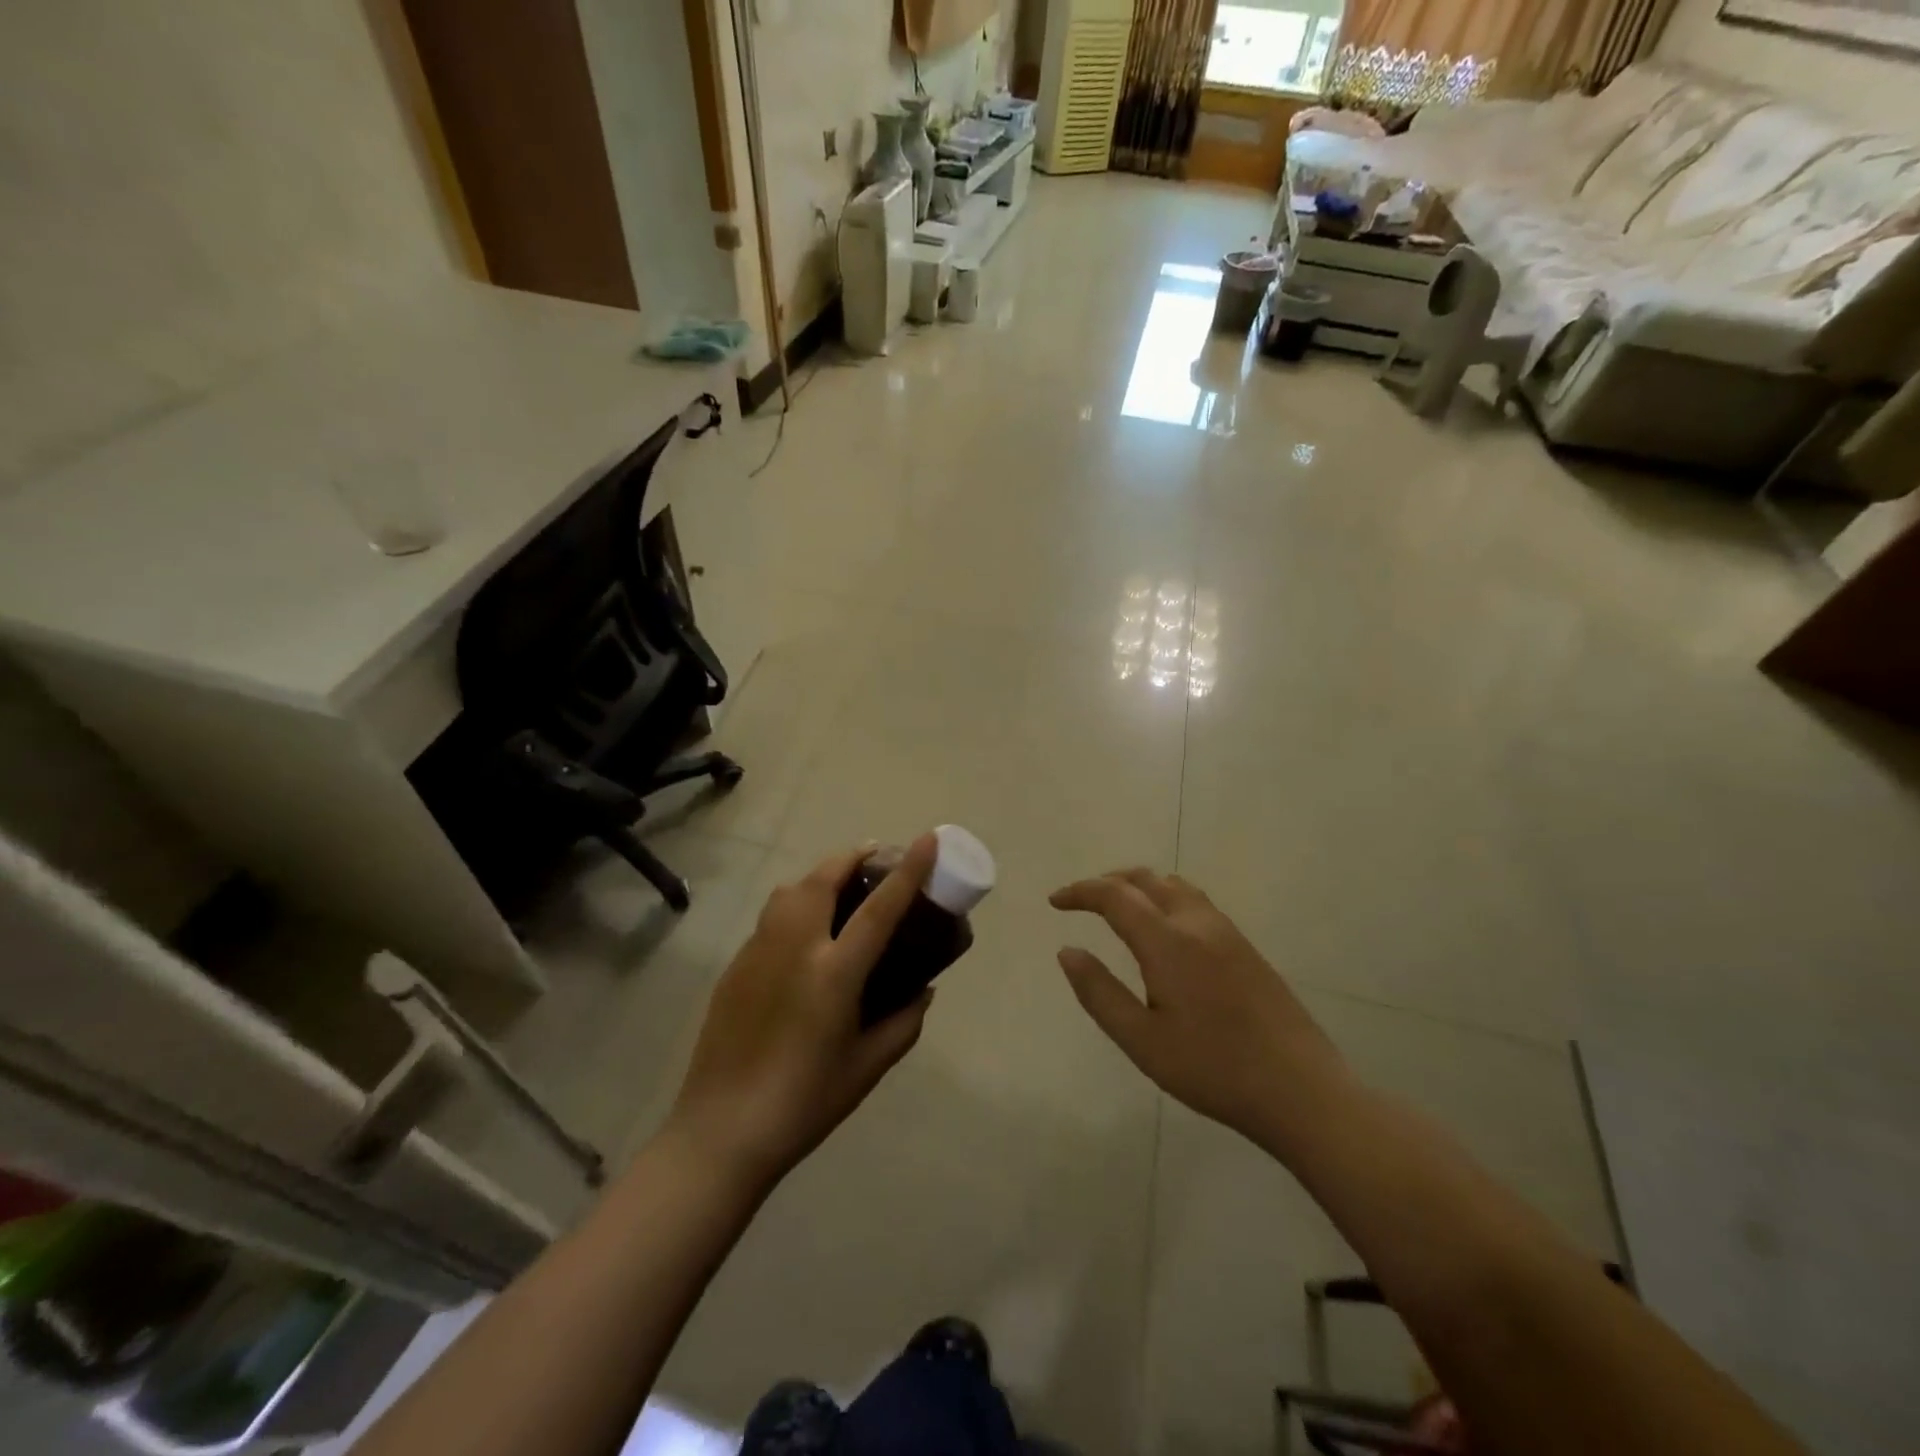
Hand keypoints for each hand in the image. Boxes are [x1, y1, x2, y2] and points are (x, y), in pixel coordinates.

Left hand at [668, 836, 937, 1189]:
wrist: (721, 1132)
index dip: (908, 870)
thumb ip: (903, 1022)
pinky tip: (804, 939)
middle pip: (823, 878)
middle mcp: (794, 948)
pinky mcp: (734, 966)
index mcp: (833, 974)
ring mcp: (757, 952)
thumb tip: (923, 990)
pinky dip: (795, 907)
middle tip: (874, 858)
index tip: (928, 839)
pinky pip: (770, 918)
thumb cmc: (805, 1104)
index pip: (879, 908)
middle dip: (852, 857)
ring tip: (840, 891)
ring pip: (789, 890)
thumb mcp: (867, 1067)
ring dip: (820, 877)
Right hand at [1051, 869, 1350, 1155]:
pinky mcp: (1247, 948)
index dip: (1081, 892)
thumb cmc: (1213, 1069)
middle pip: (1147, 879)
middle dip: (1108, 882)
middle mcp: (1197, 924)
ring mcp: (1227, 933)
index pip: (1115, 896)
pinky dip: (1166, 898)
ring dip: (1140, 886)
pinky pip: (1196, 903)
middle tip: (1082, 900)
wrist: (1301, 1090)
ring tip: (1119, 907)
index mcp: (1168, 942)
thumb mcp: (1142, 1041)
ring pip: (1176, 886)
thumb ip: (1099, 992)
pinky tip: (1164, 932)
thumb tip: (1067, 951)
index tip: (1055, 902)